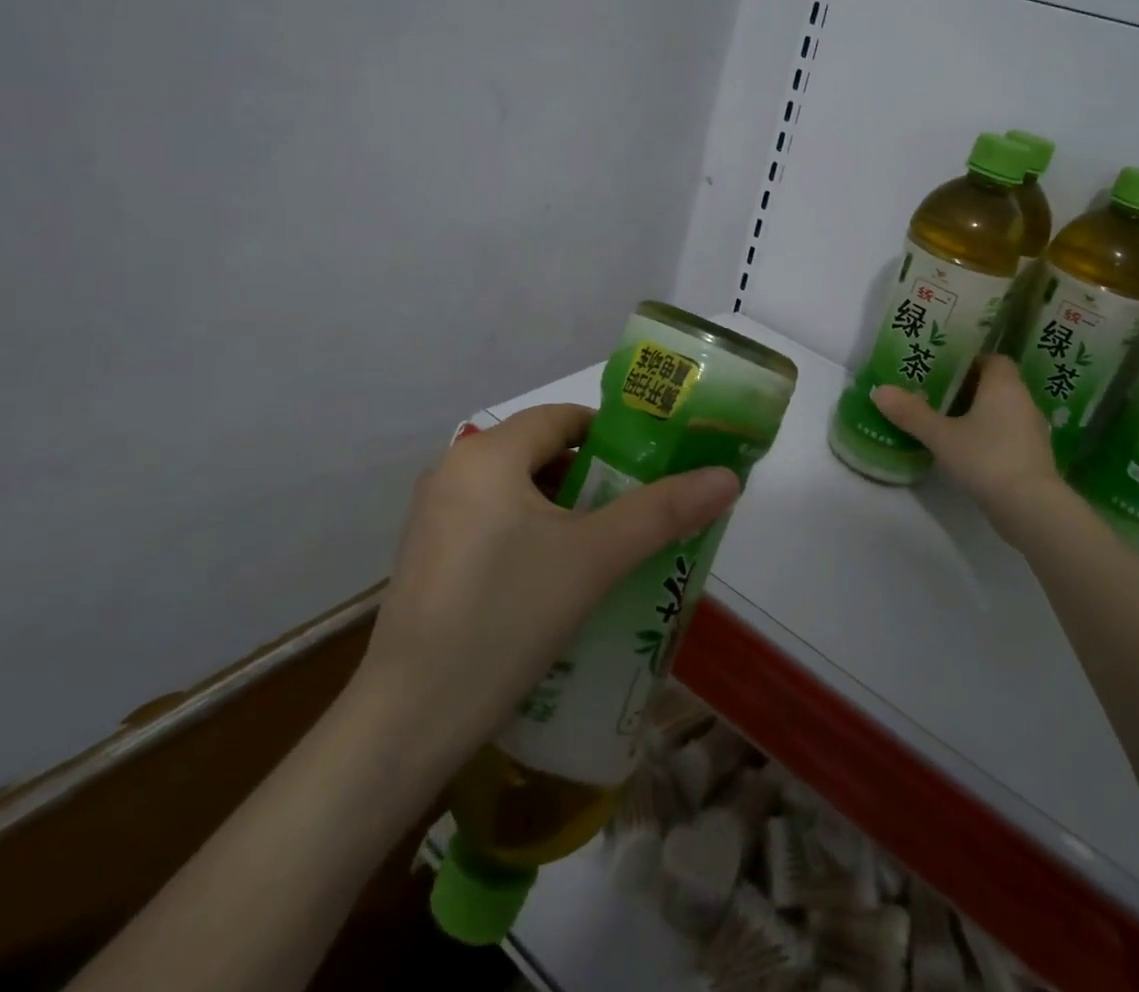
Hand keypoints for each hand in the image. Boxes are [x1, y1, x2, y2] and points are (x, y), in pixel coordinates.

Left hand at [354, 404, 740, 758]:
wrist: (410, 721)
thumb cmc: (507, 617)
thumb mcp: (594, 558)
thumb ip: (662, 512)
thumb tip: (728, 477)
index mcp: (486, 454)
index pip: (562, 418)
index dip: (613, 436)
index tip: (653, 468)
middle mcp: (452, 471)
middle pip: (541, 454)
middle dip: (594, 479)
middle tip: (639, 512)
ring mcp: (433, 516)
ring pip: (518, 493)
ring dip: (565, 511)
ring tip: (609, 548)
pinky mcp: (428, 557)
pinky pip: (494, 524)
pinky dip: (533, 536)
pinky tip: (559, 580)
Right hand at [870, 357, 1064, 545]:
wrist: (1031, 508)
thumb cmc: (986, 458)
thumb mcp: (941, 435)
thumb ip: (911, 413)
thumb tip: (879, 390)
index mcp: (1005, 386)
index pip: (993, 359)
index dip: (969, 361)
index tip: (943, 370)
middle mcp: (1023, 402)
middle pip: (995, 384)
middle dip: (967, 388)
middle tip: (934, 393)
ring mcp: (1032, 431)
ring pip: (1002, 411)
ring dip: (978, 413)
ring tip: (945, 421)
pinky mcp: (1033, 457)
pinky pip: (1007, 434)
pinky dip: (988, 435)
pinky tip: (965, 449)